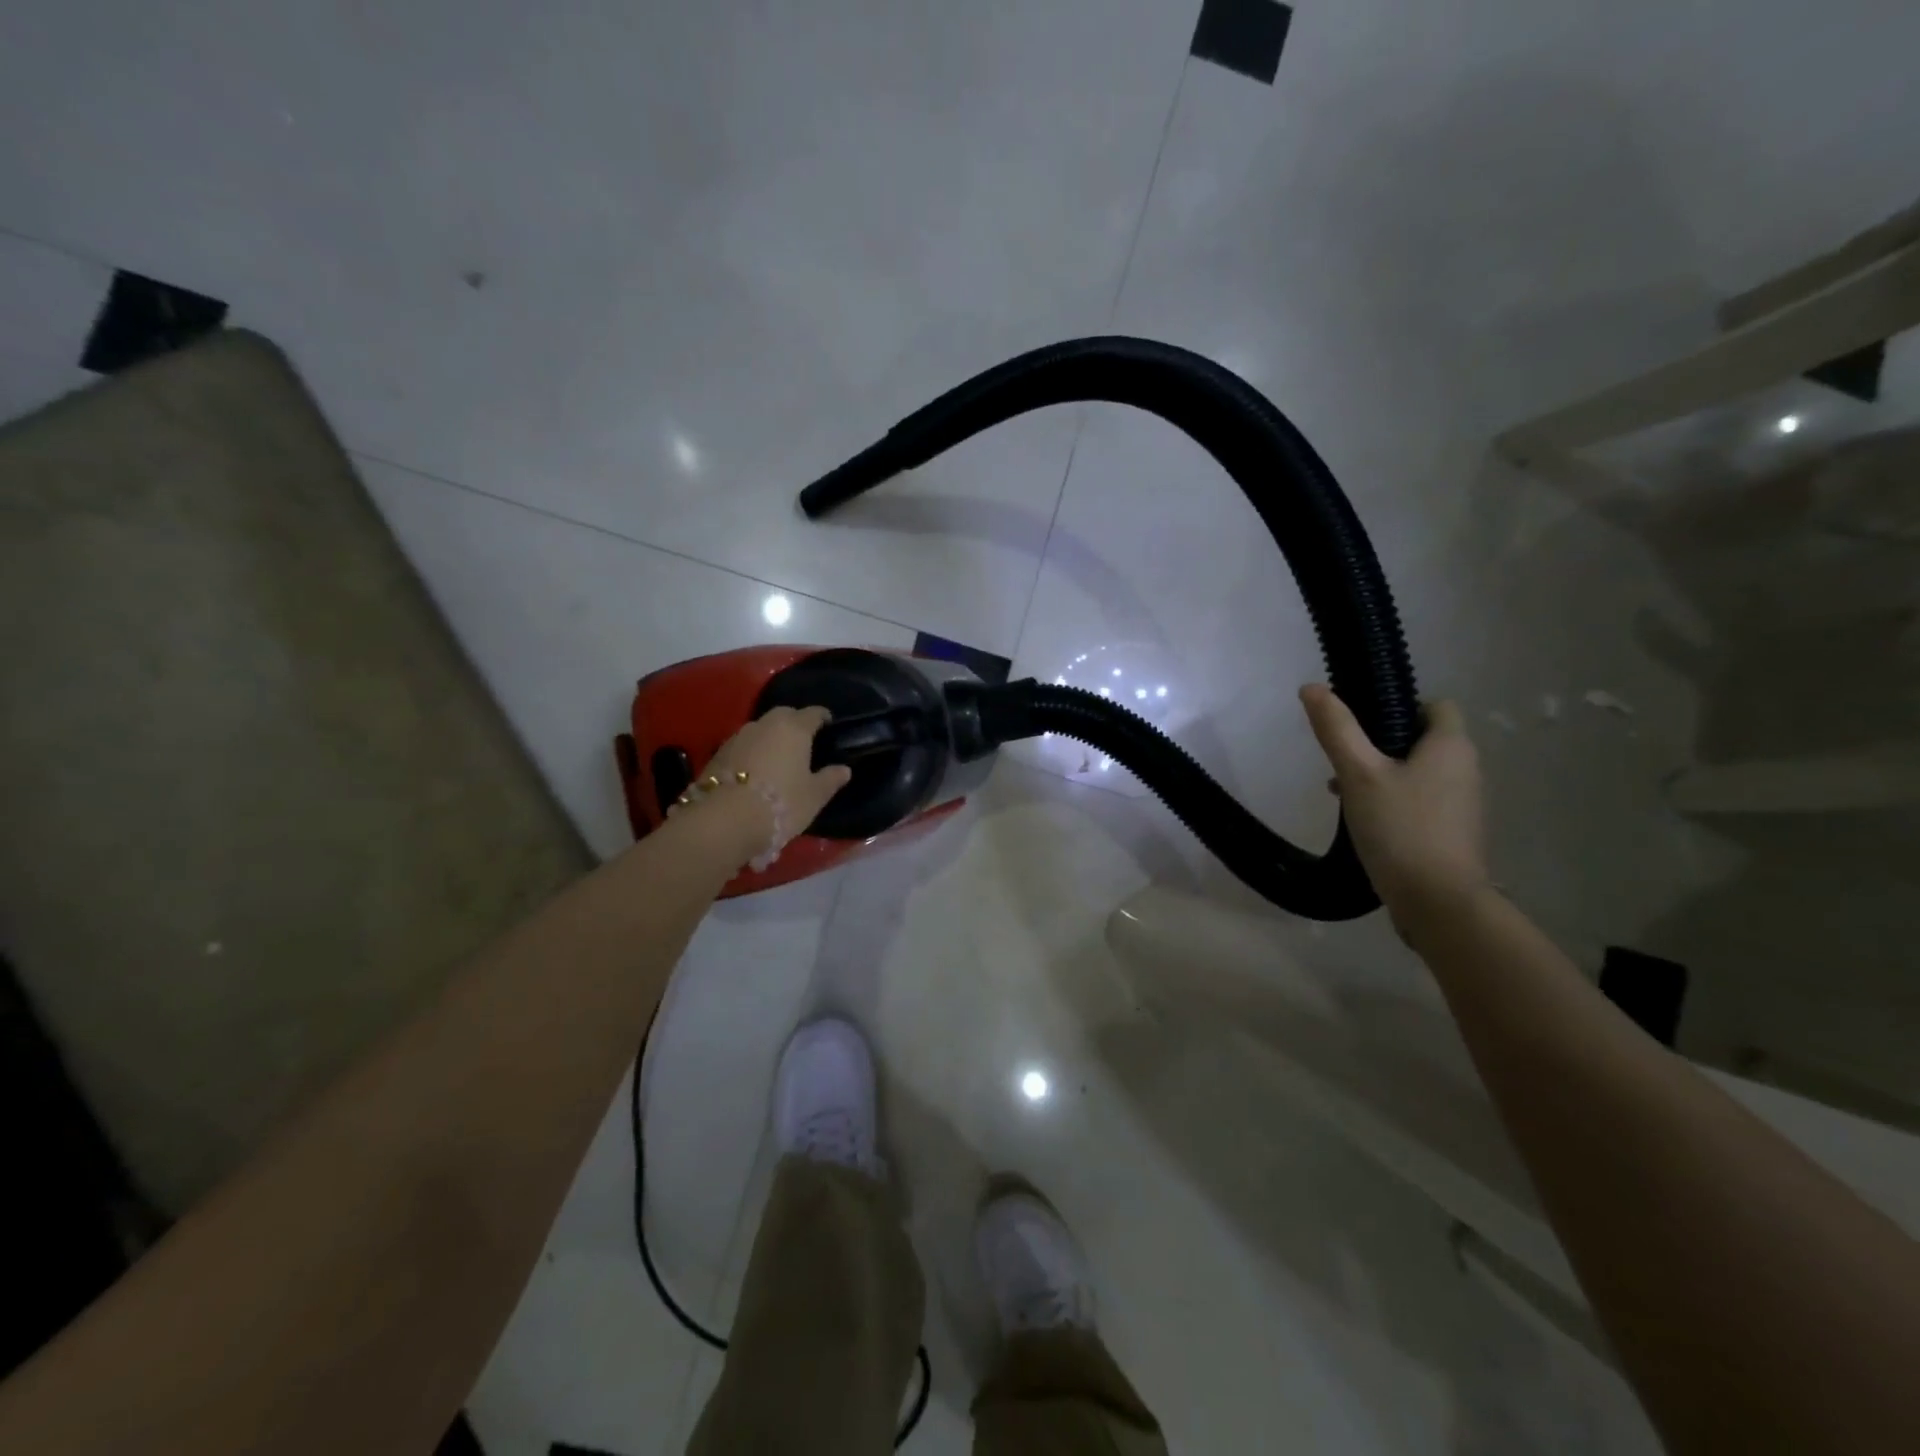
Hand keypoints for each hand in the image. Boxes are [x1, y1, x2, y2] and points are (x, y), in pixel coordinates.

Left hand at [698, 706, 852, 860]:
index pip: (812, 713)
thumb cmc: (780, 803)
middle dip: (794, 722)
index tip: (828, 723)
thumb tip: (844, 769)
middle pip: (783, 714)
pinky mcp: (717, 754)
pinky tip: (755, 770)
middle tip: (803, 739)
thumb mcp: (814, 796)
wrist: (725, 820)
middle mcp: (765, 725)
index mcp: (794, 728)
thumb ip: (830, 779)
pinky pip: (742, 745)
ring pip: (760, 729)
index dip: (822, 717)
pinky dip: (752, 752)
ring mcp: (738, 737)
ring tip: (778, 756)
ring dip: (770, 737)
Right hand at [1299, 685, 1489, 932]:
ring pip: (1416, 773)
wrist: (1438, 902)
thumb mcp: (1359, 774)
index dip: (1399, 706)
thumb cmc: (1401, 828)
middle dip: (1380, 744)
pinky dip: (1392, 802)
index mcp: (1451, 747)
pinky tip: (1362, 821)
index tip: (1362, 723)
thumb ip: (1336, 729)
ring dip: (1381, 775)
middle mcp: (1465, 770)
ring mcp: (1461, 805)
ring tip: (1343, 792)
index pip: (1435, 706)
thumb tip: (1312, 687)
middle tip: (1343, 759)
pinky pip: (1418, 802)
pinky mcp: (1451, 834)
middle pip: (1422, 740)